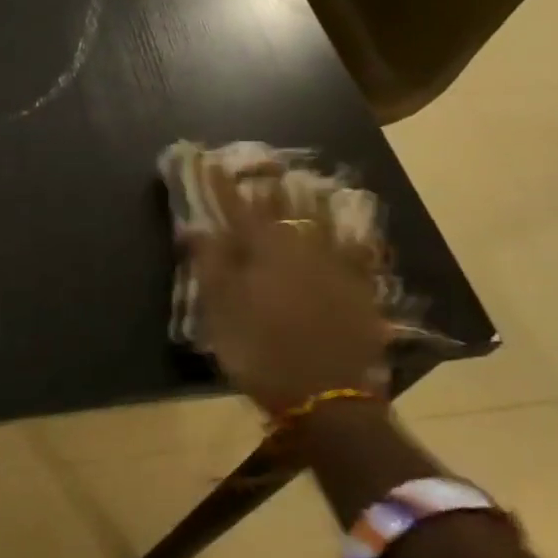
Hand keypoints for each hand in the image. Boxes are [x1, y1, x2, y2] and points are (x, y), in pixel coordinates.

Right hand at [185, 164, 389, 412]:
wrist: (327, 396)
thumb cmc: (261, 352)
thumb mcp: (221, 312)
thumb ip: (210, 264)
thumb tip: (197, 226)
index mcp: (264, 250)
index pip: (237, 208)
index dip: (222, 186)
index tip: (211, 161)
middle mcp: (302, 247)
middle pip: (284, 207)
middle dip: (269, 185)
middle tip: (263, 166)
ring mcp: (336, 266)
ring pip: (324, 221)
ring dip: (310, 200)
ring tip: (305, 181)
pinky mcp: (360, 288)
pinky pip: (357, 251)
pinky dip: (352, 236)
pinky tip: (356, 230)